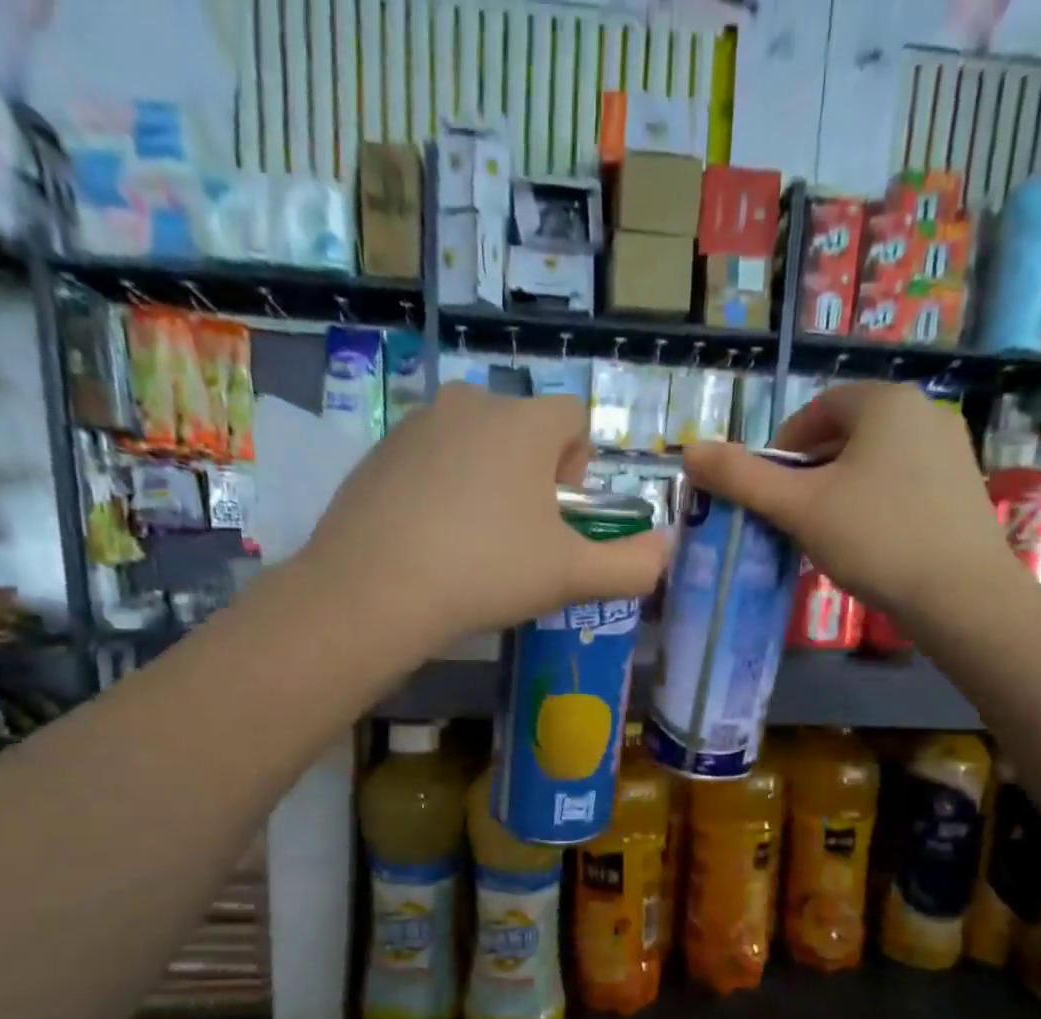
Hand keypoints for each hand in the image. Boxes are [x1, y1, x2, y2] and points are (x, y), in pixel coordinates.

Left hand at [298, 385, 668, 651]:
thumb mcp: (570, 575)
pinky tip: (430, 541)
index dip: (580, 465)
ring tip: (474, 544)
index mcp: (523, 422)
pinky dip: (441, 490)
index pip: (573, 418)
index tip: (562, 515)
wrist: (373, 591)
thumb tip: (667, 550)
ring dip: (487, 481)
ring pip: (474, 445)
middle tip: (521, 537)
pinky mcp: (377, 452)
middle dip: (533, 475)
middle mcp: (470, 404)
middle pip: (522, 429)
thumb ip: (631, 565)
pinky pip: (429, 461)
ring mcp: (416, 425)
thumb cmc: (486, 572)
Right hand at [684, 383, 1017, 624]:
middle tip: (789, 515)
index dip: (782, 448)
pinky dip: (872, 500)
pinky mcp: (963, 485)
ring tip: (822, 532)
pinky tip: (865, 541)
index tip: (767, 489)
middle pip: (845, 434)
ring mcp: (951, 448)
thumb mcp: (798, 507)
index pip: (817, 409)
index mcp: (884, 402)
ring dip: (838, 487)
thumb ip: (742, 478)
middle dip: (808, 470)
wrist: (961, 594)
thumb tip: (689, 451)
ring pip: (873, 459)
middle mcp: (924, 412)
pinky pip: (902, 480)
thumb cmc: (874, 538)